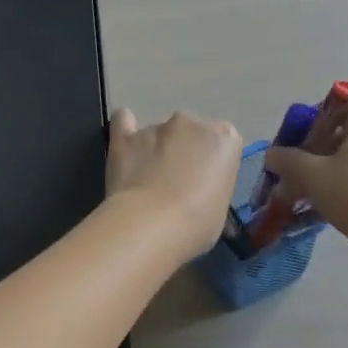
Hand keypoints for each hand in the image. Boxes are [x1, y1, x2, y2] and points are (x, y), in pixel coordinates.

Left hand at [106, 108, 242, 260]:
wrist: (151, 225)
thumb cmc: (197, 224)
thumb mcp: (220, 208)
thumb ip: (212, 185)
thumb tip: (197, 191)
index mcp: (224, 138)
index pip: (223, 142)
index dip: (212, 163)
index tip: (205, 183)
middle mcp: (191, 123)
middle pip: (190, 132)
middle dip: (184, 152)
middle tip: (176, 183)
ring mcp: (156, 126)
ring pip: (159, 133)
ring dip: (156, 150)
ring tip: (146, 182)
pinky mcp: (125, 136)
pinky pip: (123, 121)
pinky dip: (125, 131)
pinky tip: (126, 148)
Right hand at [264, 100, 347, 252]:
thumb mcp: (312, 174)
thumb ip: (287, 159)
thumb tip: (271, 155)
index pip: (336, 109)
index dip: (310, 128)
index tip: (295, 150)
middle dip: (320, 152)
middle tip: (300, 173)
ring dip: (335, 169)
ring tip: (314, 192)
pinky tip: (336, 203)